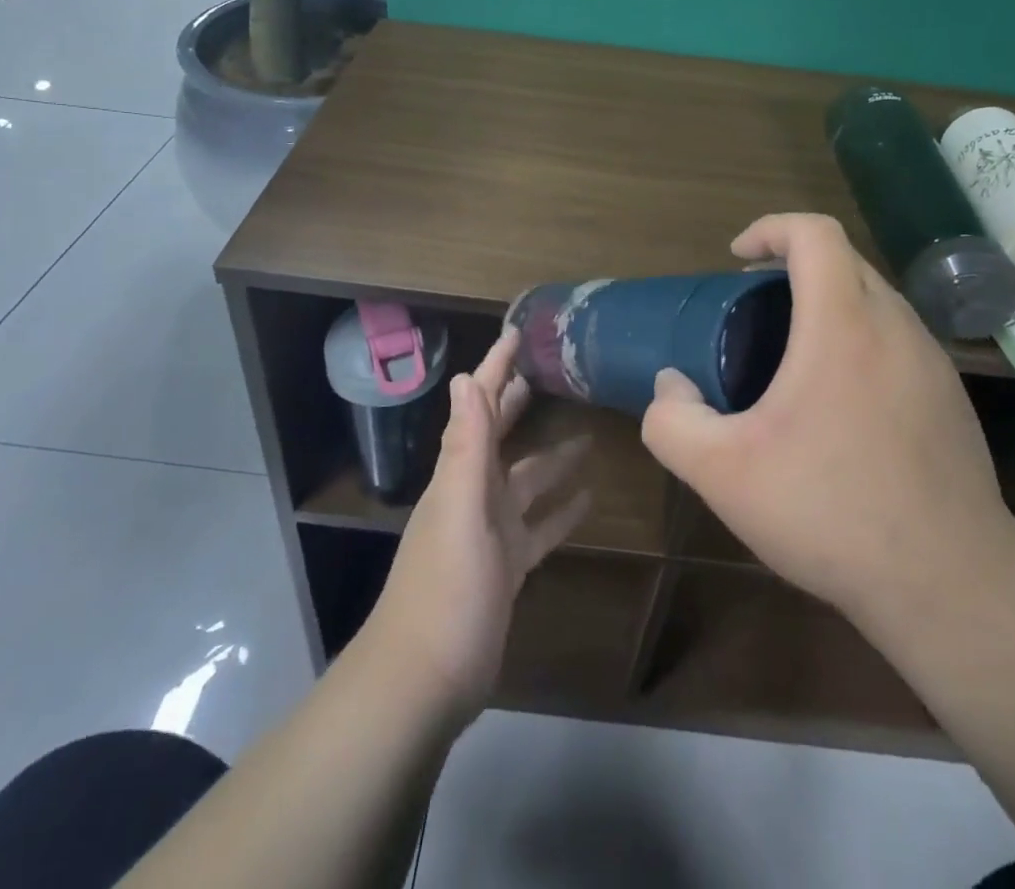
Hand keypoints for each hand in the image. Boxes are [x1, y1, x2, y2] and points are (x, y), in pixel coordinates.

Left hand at [365, 328, 591, 716]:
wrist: (425, 681)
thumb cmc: (446, 590)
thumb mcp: (459, 511)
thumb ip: (466, 446)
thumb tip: (464, 378)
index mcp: (460, 473)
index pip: (478, 405)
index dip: (495, 367)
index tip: (516, 333)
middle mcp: (473, 493)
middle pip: (499, 435)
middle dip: (519, 401)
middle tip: (550, 371)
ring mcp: (490, 532)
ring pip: (527, 480)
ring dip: (552, 458)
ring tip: (588, 435)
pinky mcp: (507, 567)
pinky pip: (539, 526)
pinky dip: (561, 510)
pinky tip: (589, 499)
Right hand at [641, 213, 1014, 634]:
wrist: (950, 583)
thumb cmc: (830, 511)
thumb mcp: (722, 473)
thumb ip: (672, 421)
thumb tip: (672, 385)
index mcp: (843, 323)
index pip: (814, 233)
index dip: (770, 228)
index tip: (736, 258)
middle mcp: (896, 325)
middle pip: (844, 260)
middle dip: (792, 266)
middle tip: (753, 308)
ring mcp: (933, 361)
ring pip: (874, 299)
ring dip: (828, 303)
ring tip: (790, 354)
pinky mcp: (951, 397)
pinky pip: (896, 339)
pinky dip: (858, 339)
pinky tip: (837, 404)